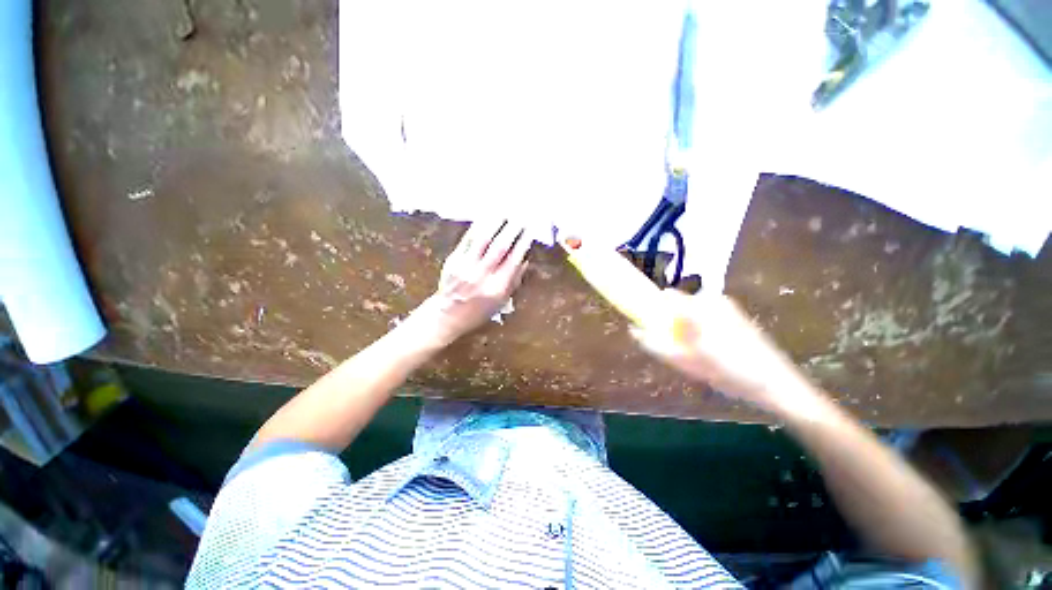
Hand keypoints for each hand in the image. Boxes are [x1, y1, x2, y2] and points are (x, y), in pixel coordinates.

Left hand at [414, 220, 531, 345]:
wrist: (447, 315)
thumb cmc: (478, 311)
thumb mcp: (501, 302)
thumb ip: (514, 281)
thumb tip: (524, 260)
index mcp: (497, 287)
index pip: (514, 259)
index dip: (523, 242)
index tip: (530, 229)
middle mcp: (483, 275)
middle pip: (500, 246)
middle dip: (513, 228)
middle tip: (521, 214)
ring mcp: (466, 266)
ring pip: (483, 239)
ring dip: (496, 222)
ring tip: (506, 210)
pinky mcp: (453, 260)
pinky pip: (468, 240)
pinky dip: (478, 226)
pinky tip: (486, 217)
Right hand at [630, 290, 813, 412]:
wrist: (778, 385)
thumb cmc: (731, 374)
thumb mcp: (687, 363)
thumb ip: (657, 344)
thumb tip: (634, 330)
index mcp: (699, 308)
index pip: (664, 297)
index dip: (653, 310)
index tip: (651, 330)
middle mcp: (711, 300)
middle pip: (676, 304)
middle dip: (670, 324)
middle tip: (679, 351)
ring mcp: (724, 305)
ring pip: (689, 311)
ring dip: (685, 329)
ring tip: (697, 355)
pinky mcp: (732, 313)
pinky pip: (703, 316)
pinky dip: (698, 329)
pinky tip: (710, 351)